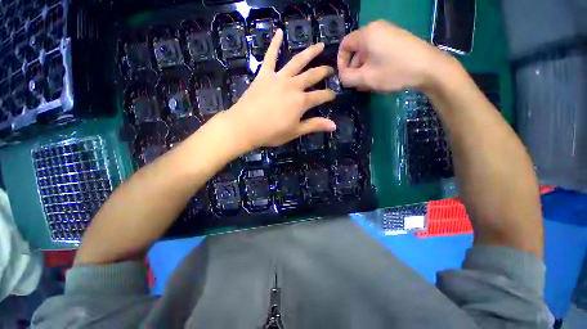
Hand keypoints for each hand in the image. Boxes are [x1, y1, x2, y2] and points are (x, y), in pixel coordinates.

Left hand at [222, 29, 335, 151]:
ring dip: (310, 53)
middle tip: (331, 69)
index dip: (329, 95)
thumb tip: (334, 125)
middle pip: (312, 76)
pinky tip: (279, 32)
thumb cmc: (271, 133)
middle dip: (323, 72)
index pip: (321, 96)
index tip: (334, 95)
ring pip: (297, 62)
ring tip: (320, 45)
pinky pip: (270, 56)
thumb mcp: (295, 132)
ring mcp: (278, 78)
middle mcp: (293, 86)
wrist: (244, 127)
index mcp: (301, 101)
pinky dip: (274, 44)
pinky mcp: (264, 75)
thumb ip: (315, 125)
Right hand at [337, 20, 457, 91]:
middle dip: (353, 68)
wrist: (430, 68)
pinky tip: (377, 78)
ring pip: (367, 53)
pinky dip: (374, 65)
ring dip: (363, 69)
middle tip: (356, 84)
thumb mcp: (365, 78)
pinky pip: (378, 52)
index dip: (340, 62)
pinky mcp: (397, 40)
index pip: (344, 45)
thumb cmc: (394, 71)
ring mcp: (388, 33)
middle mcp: (376, 29)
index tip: (344, 77)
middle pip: (356, 49)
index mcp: (366, 34)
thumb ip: (347, 78)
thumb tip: (342, 76)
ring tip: (367, 85)